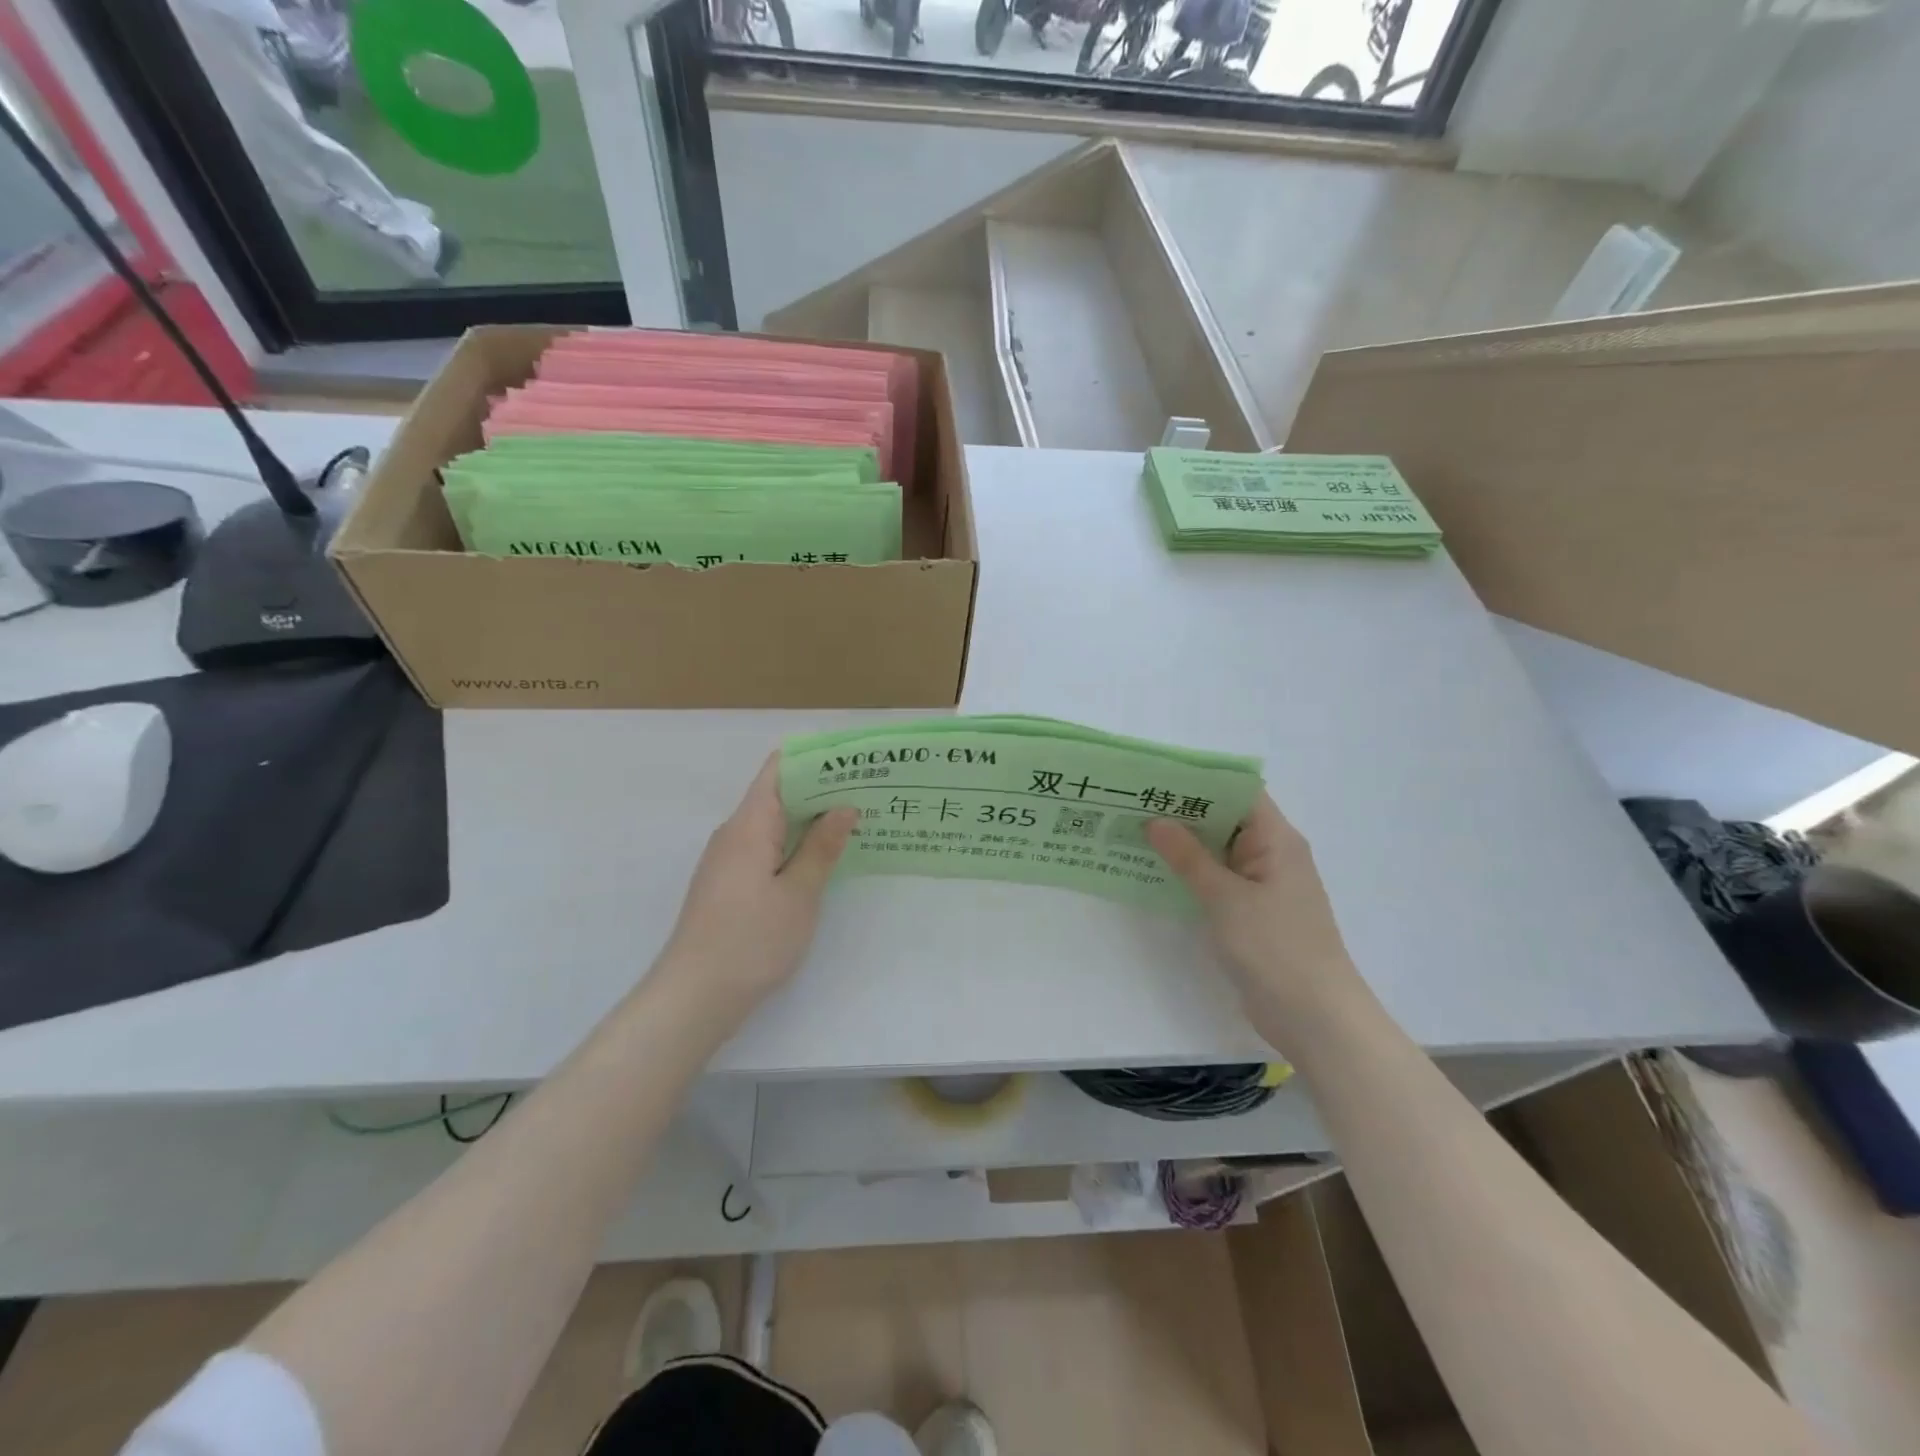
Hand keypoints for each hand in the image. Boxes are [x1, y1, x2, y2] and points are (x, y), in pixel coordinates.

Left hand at [657, 755, 856, 1023]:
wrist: (694, 997)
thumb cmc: (751, 941)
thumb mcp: (799, 894)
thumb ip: (821, 847)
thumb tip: (844, 806)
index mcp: (748, 825)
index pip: (778, 770)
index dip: (814, 760)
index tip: (852, 762)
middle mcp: (733, 834)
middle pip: (777, 795)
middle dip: (820, 791)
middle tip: (867, 793)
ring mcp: (727, 861)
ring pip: (772, 825)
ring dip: (809, 821)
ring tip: (855, 822)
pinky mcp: (728, 885)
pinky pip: (764, 849)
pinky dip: (794, 846)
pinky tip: (822, 860)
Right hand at [1147, 794, 1367, 1041]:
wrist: (1315, 1018)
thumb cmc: (1275, 947)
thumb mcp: (1225, 897)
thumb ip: (1188, 857)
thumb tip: (1155, 820)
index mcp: (1276, 839)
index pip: (1239, 791)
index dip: (1200, 779)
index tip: (1156, 777)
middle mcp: (1271, 854)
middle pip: (1225, 818)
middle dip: (1182, 810)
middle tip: (1131, 803)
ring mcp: (1262, 885)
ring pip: (1218, 851)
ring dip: (1182, 844)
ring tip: (1132, 832)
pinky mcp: (1252, 913)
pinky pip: (1217, 880)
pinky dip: (1190, 873)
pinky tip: (1153, 872)